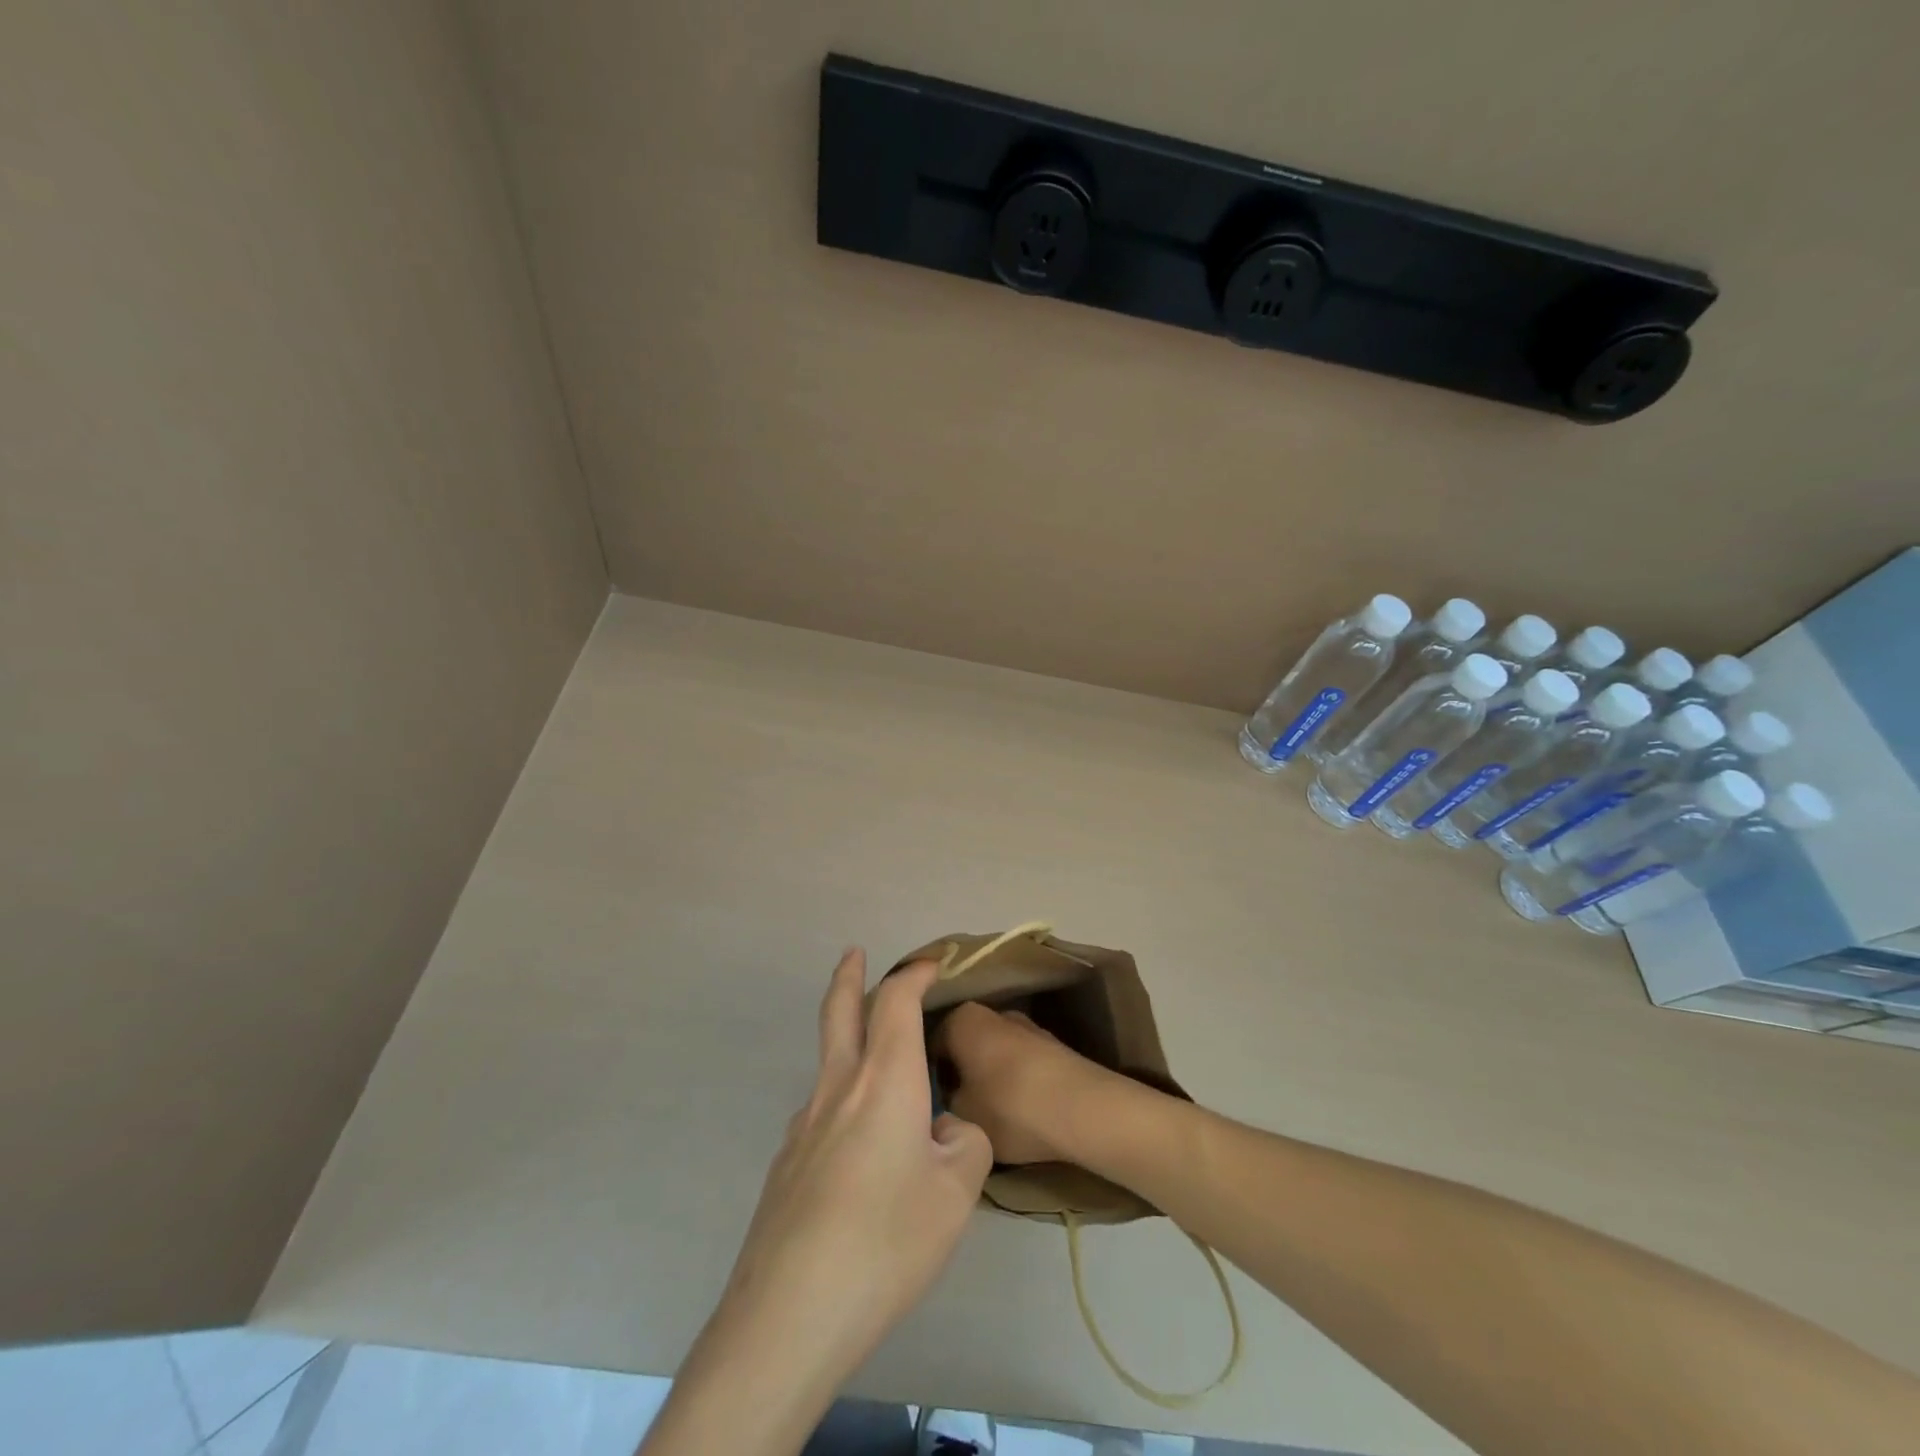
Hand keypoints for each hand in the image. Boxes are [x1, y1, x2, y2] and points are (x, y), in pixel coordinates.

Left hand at [642, 951, 993, 1455]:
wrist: (789, 1314)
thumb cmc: (886, 1241)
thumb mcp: (958, 1194)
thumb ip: (964, 1144)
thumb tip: (941, 1130)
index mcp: (885, 1080)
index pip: (896, 1002)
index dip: (914, 974)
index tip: (931, 964)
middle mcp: (838, 1087)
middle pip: (839, 1012)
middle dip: (850, 976)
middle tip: (854, 954)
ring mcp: (803, 1125)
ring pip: (830, 1065)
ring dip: (851, 1047)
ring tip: (891, 1092)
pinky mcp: (785, 1164)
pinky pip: (823, 1116)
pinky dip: (847, 1109)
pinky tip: (862, 1164)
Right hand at [934, 1001, 1113, 1165]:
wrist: (1082, 1109)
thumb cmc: (1009, 1107)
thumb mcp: (960, 1114)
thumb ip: (944, 1102)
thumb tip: (946, 1098)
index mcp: (962, 1019)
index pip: (929, 1041)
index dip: (924, 1073)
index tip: (925, 1101)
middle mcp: (993, 1012)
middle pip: (963, 1044)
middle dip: (957, 1071)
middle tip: (951, 1110)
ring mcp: (1026, 1027)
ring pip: (992, 1053)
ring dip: (987, 1076)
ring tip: (985, 1115)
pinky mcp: (1052, 1046)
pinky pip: (1019, 1063)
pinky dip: (1013, 1082)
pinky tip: (1016, 1111)